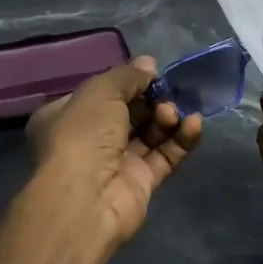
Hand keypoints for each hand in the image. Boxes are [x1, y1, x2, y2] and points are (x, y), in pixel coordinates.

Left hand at [26, 56, 203, 246]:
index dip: (128, 82)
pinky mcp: (141, 183)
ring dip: (167, 118)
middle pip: (130, 113)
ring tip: (173, 112)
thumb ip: (127, 76)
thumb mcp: (100, 92)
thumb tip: (149, 64)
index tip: (152, 74)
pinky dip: (181, 139)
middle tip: (167, 93)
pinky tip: (194, 124)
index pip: (101, 94)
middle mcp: (90, 140)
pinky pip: (165, 156)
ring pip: (150, 134)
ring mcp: (116, 163)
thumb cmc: (82, 136)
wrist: (85, 199)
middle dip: (152, 100)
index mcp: (68, 116)